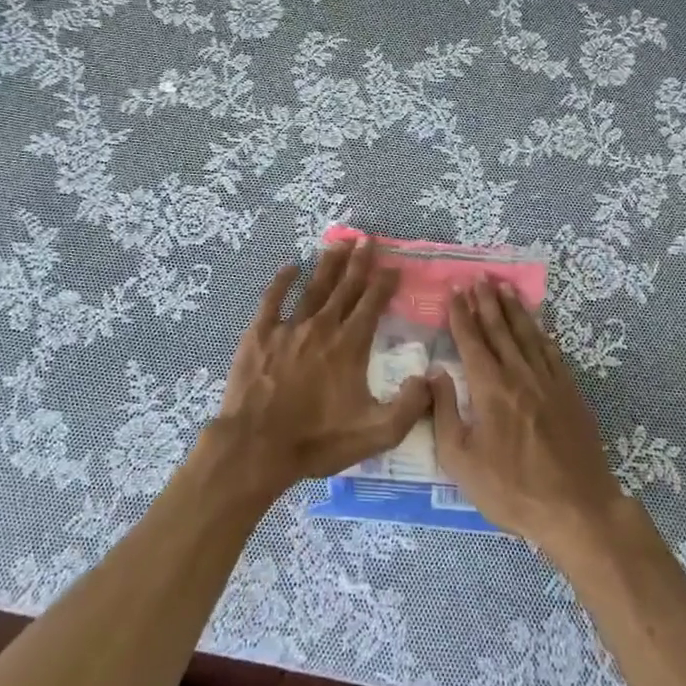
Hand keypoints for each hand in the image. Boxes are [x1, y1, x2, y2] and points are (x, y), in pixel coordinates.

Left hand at [208, 237, 431, 502]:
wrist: (257, 446)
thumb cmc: (317, 440)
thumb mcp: (376, 433)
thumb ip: (409, 407)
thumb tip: (429, 378)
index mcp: (349, 346)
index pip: (372, 305)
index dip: (384, 283)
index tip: (394, 266)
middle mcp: (322, 327)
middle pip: (345, 288)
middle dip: (359, 262)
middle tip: (368, 239)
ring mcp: (288, 328)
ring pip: (313, 288)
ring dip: (328, 265)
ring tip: (339, 243)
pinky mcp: (259, 334)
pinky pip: (272, 300)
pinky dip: (282, 281)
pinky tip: (290, 267)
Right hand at [430, 279, 626, 550]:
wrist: (576, 509)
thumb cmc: (510, 488)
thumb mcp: (460, 459)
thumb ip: (444, 412)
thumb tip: (434, 373)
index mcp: (489, 387)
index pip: (472, 340)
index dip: (462, 314)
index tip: (455, 290)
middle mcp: (519, 374)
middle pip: (500, 329)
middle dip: (487, 301)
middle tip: (478, 277)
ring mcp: (549, 381)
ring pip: (528, 335)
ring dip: (514, 309)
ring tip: (504, 288)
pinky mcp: (570, 394)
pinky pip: (553, 353)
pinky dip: (542, 334)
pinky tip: (538, 327)